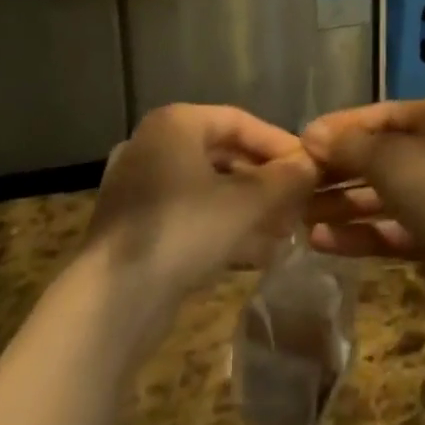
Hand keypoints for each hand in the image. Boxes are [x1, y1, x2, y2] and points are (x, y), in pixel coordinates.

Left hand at [90, 105, 317, 297]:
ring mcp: (139, 189)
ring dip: (248, 207)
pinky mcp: (135, 229)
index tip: (309, 167)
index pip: (239, 121)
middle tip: (298, 200)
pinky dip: (222, 227)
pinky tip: (259, 253)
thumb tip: (312, 164)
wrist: (112, 303)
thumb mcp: (246, 203)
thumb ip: (284, 179)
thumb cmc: (184, 231)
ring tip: (286, 229)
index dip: (278, 143)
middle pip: (223, 155)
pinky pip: (189, 216)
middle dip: (264, 180)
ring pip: (207, 189)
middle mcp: (152, 146)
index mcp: (175, 124)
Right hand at [300, 98, 424, 265]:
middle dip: (339, 171)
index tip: (303, 141)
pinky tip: (321, 240)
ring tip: (300, 215)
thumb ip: (348, 146)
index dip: (343, 127)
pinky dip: (360, 234)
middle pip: (382, 157)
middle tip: (296, 182)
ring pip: (384, 196)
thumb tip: (310, 135)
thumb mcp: (388, 157)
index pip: (384, 116)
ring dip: (343, 205)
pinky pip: (392, 231)